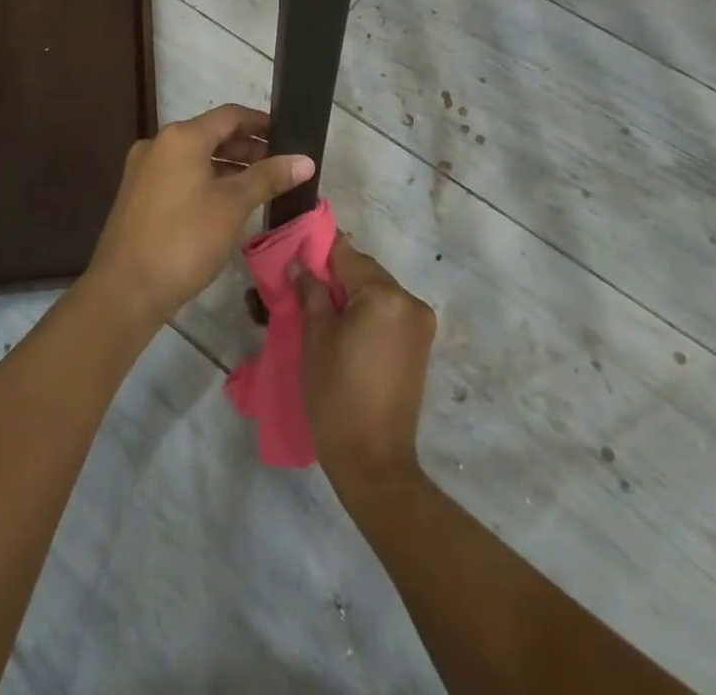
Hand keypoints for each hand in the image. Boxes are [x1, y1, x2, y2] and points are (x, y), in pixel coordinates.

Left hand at [85, 105, 314, 328]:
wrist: (125, 290)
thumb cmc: (184, 240)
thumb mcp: (233, 206)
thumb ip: (268, 177)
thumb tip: (305, 160)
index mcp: (181, 137)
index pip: (230, 116)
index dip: (261, 123)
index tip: (289, 135)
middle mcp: (159, 144)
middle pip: (211, 134)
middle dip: (247, 147)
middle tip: (279, 166)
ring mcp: (144, 169)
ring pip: (195, 157)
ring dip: (227, 166)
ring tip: (259, 186)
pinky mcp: (138, 194)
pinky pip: (180, 175)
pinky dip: (206, 180)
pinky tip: (226, 203)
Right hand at [293, 239, 436, 498]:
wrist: (373, 461)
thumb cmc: (337, 394)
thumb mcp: (316, 337)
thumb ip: (310, 292)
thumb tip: (300, 264)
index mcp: (386, 295)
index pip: (347, 255)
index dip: (319, 252)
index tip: (296, 256)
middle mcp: (410, 301)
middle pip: (365, 271)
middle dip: (335, 275)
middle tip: (302, 286)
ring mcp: (420, 324)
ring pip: (376, 291)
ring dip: (350, 294)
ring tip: (319, 310)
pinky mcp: (420, 344)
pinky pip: (388, 312)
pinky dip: (366, 312)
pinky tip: (343, 327)